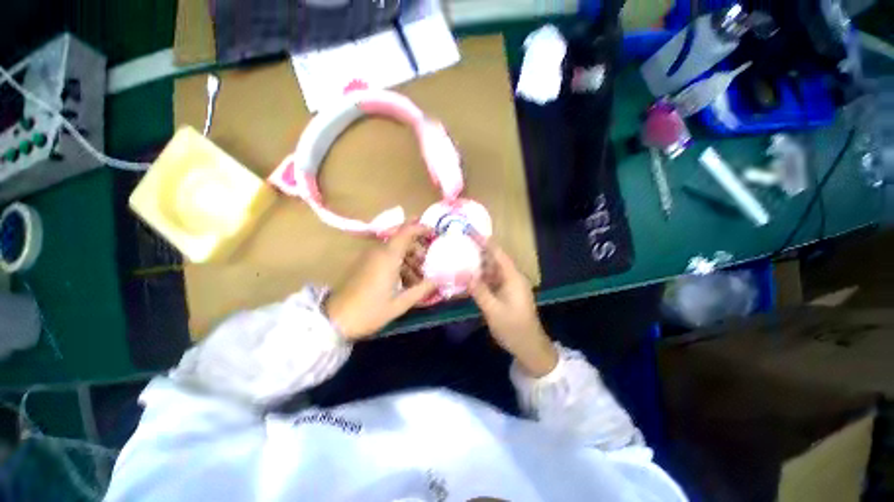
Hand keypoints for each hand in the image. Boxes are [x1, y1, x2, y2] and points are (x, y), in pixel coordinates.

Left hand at [325, 224, 436, 339]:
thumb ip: (422, 290)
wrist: (335, 320)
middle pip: (401, 239)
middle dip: (417, 248)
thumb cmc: (370, 311)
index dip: (421, 228)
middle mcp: (378, 252)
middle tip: (427, 263)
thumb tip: (439, 280)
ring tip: (418, 277)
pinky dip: (398, 263)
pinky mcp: (364, 264)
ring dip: (408, 257)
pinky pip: (386, 256)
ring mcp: (369, 257)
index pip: (406, 231)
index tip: (434, 233)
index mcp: (388, 257)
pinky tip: (404, 281)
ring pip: (394, 248)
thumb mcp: (400, 304)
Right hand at [470, 241, 558, 376]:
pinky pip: (491, 281)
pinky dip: (480, 278)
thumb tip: (463, 273)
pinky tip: (468, 278)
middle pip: (494, 260)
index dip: (485, 242)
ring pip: (492, 270)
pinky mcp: (506, 294)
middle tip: (461, 244)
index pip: (498, 254)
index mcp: (513, 277)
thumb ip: (479, 290)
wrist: (529, 347)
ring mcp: (509, 286)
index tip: (471, 232)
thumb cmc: (513, 328)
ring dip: (478, 265)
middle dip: (479, 251)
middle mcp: (512, 278)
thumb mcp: (493, 310)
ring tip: (460, 257)